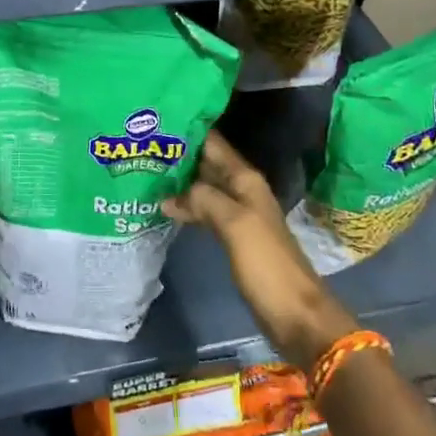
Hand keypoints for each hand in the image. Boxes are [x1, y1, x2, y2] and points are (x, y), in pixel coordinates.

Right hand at [164, 132, 356, 369]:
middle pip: (206, 164)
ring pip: (203, 187)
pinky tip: (164, 206)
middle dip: (178, 154)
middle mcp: (242, 190)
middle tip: (141, 148)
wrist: (294, 312)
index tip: (155, 122)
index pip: (213, 143)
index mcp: (246, 179)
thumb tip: (170, 193)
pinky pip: (204, 210)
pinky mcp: (232, 236)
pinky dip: (186, 205)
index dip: (187, 131)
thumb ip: (205, 199)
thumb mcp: (234, 224)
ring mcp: (237, 214)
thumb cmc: (266, 263)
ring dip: (179, 181)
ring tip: (145, 172)